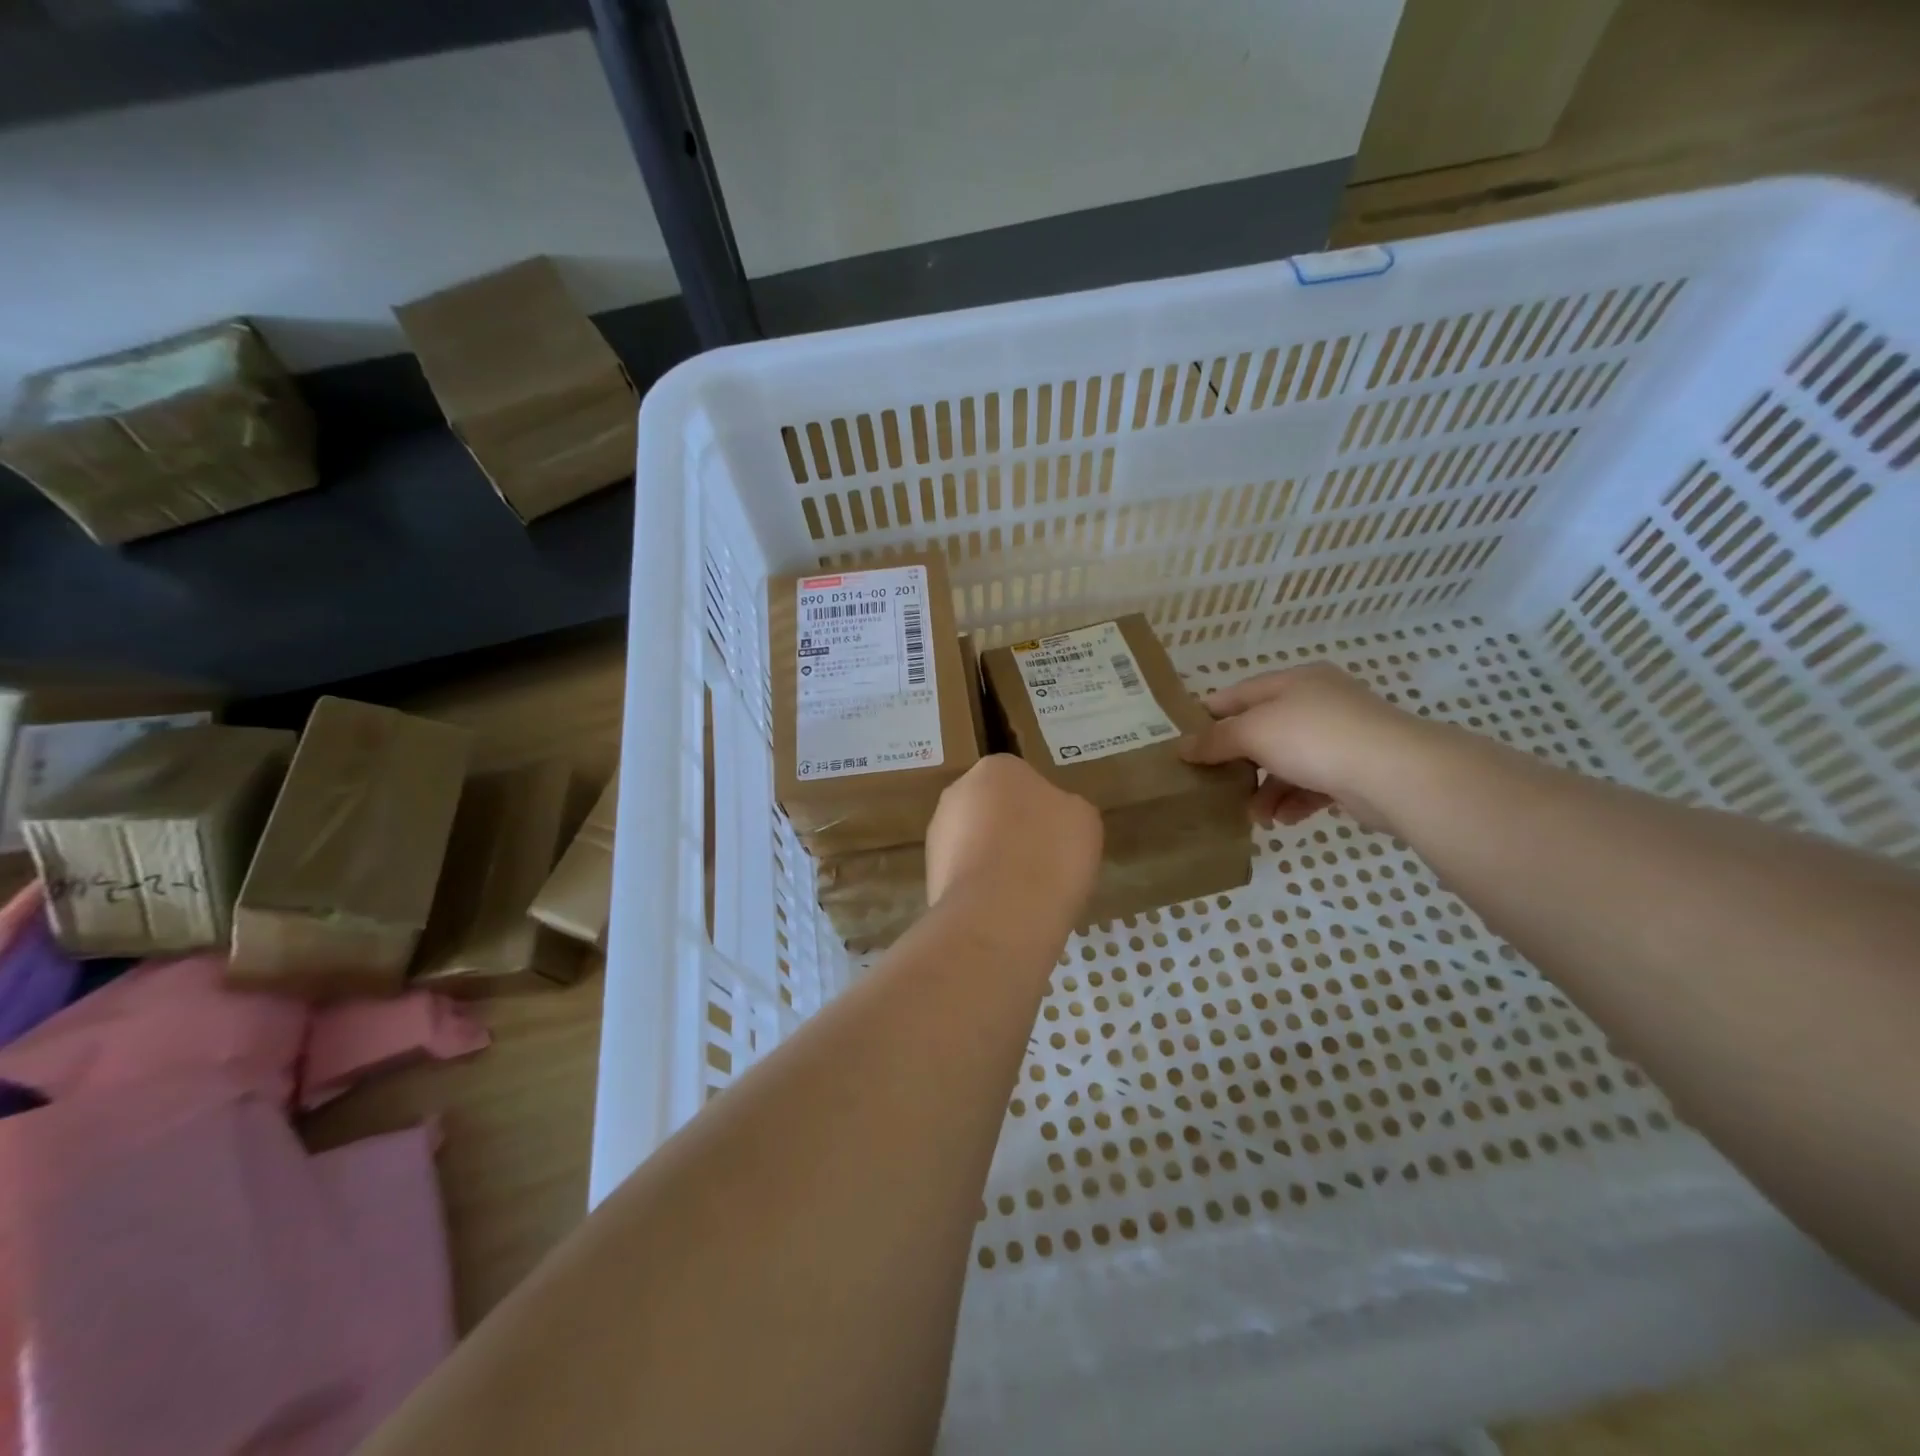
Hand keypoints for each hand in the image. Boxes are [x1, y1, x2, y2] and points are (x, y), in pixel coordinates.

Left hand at [926, 755, 1102, 930]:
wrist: (1000, 917)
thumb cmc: (1048, 854)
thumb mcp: (1083, 819)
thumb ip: (1064, 808)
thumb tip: (1050, 817)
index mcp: (996, 767)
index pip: (1022, 779)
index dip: (1043, 808)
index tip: (1058, 835)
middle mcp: (957, 792)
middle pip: (993, 808)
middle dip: (1013, 831)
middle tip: (1044, 861)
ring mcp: (938, 835)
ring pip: (976, 843)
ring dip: (995, 861)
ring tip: (1026, 893)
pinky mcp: (930, 876)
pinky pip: (966, 876)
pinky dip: (982, 889)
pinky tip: (1003, 910)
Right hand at [1179, 663, 1430, 830]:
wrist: (1395, 773)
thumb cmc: (1315, 738)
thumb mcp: (1254, 732)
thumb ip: (1216, 739)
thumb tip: (1182, 747)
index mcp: (1295, 682)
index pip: (1241, 693)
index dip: (1210, 714)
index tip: (1184, 740)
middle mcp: (1319, 703)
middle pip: (1264, 730)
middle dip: (1239, 761)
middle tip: (1213, 783)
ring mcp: (1341, 737)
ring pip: (1288, 762)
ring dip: (1266, 790)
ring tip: (1253, 816)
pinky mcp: (1357, 770)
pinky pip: (1313, 785)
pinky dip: (1294, 801)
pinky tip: (1283, 820)